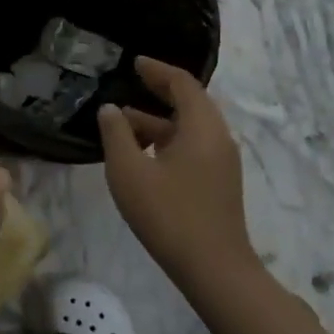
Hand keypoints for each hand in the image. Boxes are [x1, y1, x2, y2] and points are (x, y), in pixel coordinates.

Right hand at [98, 57, 259, 311]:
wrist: (215, 271)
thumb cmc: (169, 215)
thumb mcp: (129, 171)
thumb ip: (116, 134)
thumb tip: (111, 109)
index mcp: (201, 127)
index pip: (182, 83)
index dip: (157, 70)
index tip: (135, 62)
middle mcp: (218, 138)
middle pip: (190, 102)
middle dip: (159, 91)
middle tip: (131, 82)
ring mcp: (222, 162)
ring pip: (190, 127)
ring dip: (159, 120)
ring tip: (124, 122)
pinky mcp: (219, 183)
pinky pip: (193, 146)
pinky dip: (168, 139)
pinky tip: (142, 154)